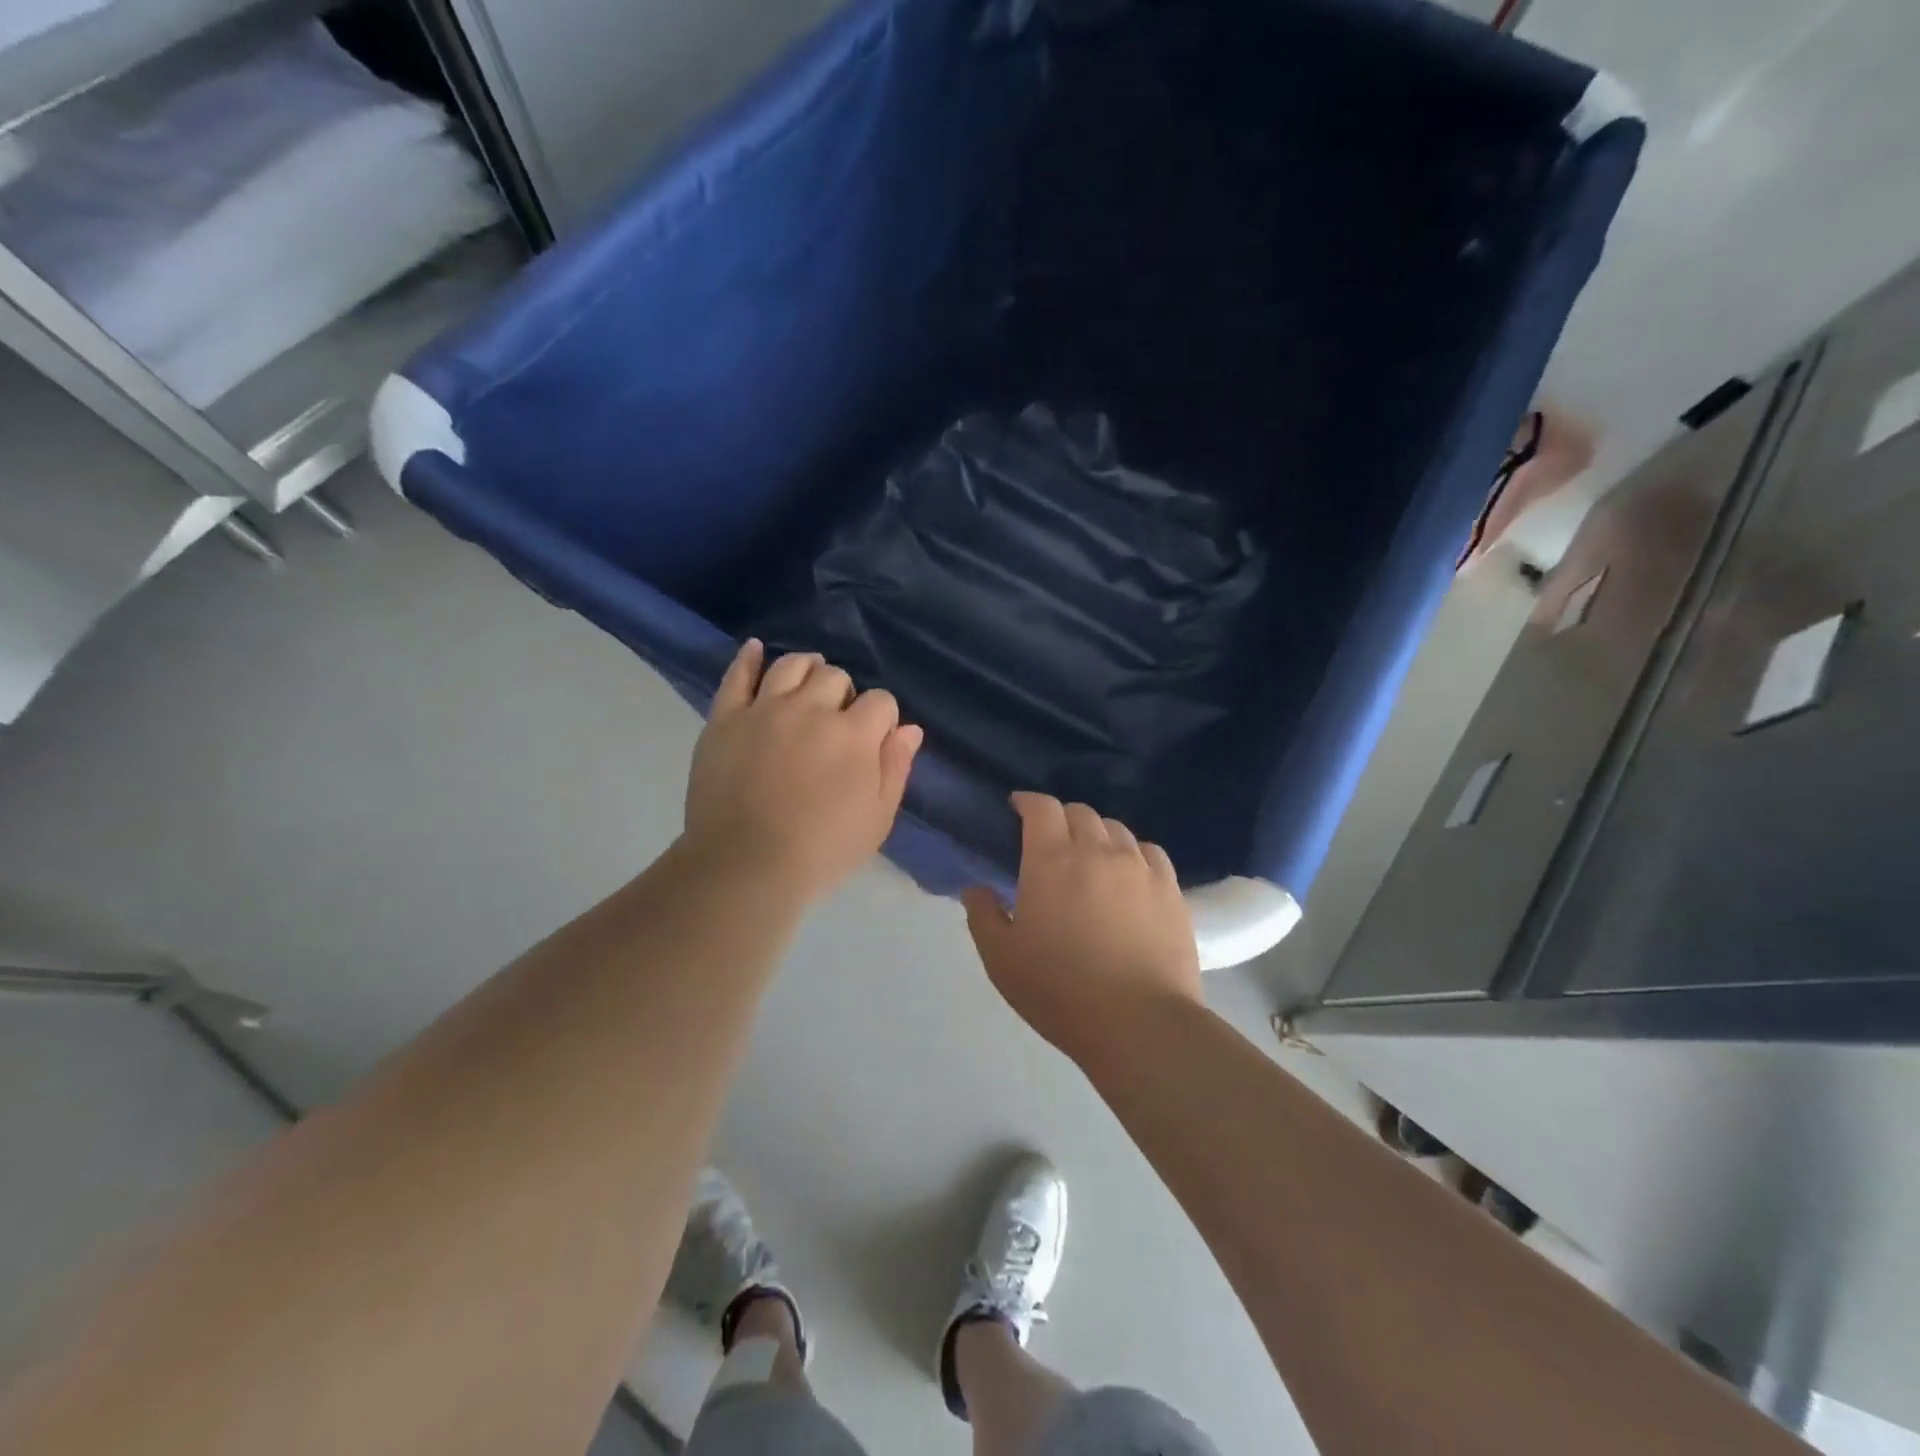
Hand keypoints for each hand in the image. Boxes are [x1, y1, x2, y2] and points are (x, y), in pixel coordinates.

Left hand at [684, 640, 922, 903]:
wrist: (744, 868)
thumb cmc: (821, 852)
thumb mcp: (876, 820)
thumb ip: (895, 768)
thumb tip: (909, 728)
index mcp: (853, 734)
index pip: (881, 701)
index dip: (882, 719)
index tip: (873, 743)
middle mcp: (810, 710)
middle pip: (836, 677)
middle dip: (845, 696)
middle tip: (836, 727)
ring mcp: (764, 710)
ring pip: (792, 666)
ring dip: (808, 670)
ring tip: (807, 687)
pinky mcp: (725, 718)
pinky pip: (737, 676)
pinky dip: (749, 658)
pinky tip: (756, 650)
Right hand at [962, 792, 1200, 1064]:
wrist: (1139, 1022)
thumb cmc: (1060, 990)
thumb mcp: (1001, 959)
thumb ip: (982, 916)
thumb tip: (976, 889)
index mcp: (1051, 859)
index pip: (1041, 807)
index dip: (1027, 801)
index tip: (1017, 808)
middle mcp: (1097, 850)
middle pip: (1080, 812)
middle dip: (1060, 817)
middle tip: (1050, 840)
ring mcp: (1139, 866)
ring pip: (1116, 828)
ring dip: (1097, 833)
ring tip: (1090, 856)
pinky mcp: (1170, 888)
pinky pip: (1149, 851)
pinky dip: (1132, 852)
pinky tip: (1128, 872)